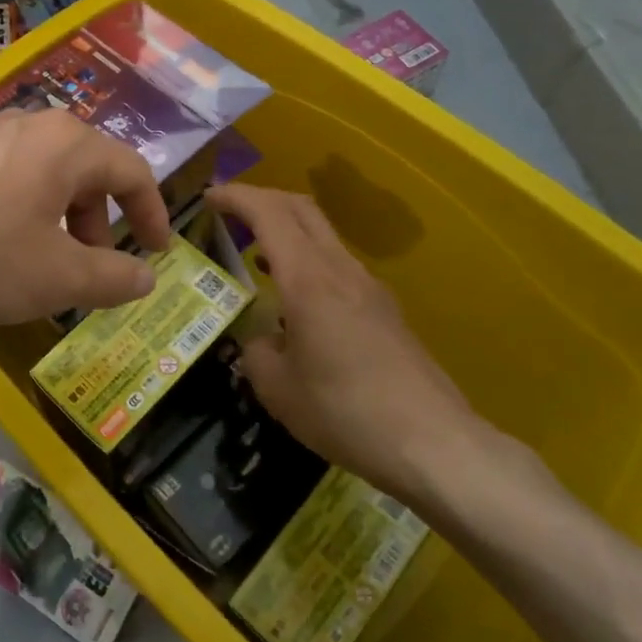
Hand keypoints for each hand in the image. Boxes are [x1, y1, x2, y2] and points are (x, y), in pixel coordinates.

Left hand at [0, 108, 173, 329]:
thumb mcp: (55, 278)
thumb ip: (111, 277)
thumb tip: (145, 278)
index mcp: (66, 143)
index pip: (131, 171)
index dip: (151, 214)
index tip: (156, 252)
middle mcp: (26, 125)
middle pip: (84, 170)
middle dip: (98, 222)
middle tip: (91, 269)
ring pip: (40, 176)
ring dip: (55, 221)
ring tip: (39, 267)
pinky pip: (0, 180)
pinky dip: (16, 214)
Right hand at [206, 183, 484, 503]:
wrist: (434, 445)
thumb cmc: (346, 412)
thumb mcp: (278, 389)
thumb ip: (256, 350)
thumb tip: (262, 339)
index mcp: (308, 279)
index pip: (268, 212)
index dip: (235, 196)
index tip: (207, 198)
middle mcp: (340, 269)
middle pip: (300, 208)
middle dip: (260, 199)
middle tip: (228, 214)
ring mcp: (368, 286)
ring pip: (321, 233)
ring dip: (285, 229)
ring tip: (254, 254)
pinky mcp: (384, 308)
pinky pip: (336, 262)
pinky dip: (305, 258)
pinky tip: (293, 298)